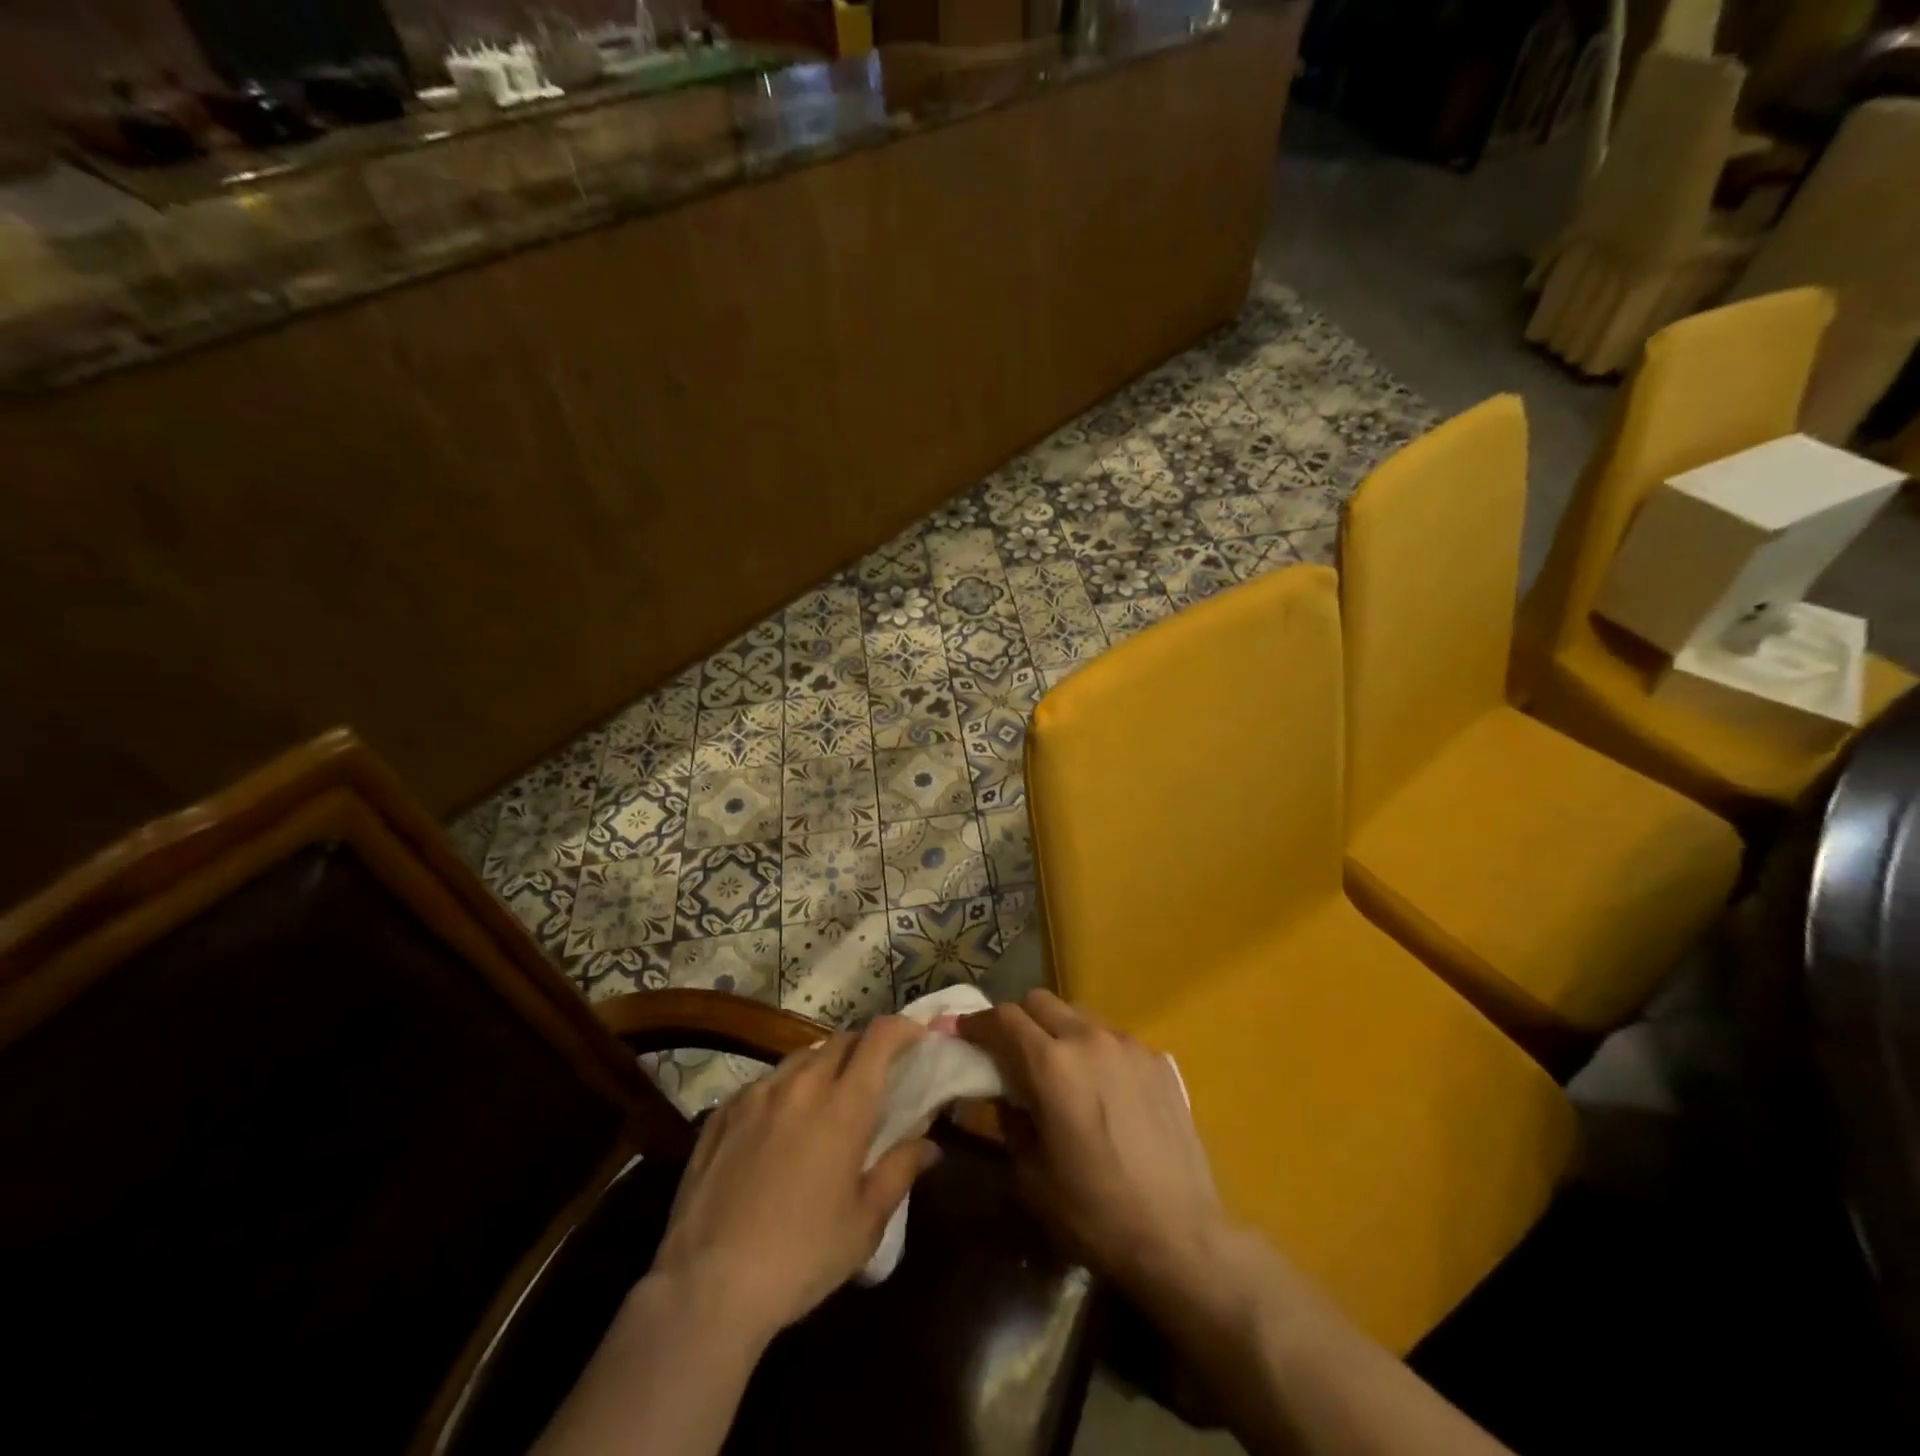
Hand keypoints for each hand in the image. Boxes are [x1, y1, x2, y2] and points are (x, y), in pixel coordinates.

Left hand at [649, 1016, 941, 1343]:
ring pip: (800, 1058)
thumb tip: (930, 1144)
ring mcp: (757, 1094)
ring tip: (825, 1102)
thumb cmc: (802, 1256)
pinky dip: (783, 1091)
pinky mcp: (722, 1112)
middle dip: (864, 1048)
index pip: (879, 1037)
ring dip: (822, 1067)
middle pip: (841, 1040)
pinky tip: (778, 1127)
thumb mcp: (865, 1223)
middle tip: (874, 1078)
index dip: (902, 1027)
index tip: (915, 1037)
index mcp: (844, 1105)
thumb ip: (900, 1170)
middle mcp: (801, 1084)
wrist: (708, 1286)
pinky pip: (764, 1083)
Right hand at [960, 990, 1231, 1307]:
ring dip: (1059, 1032)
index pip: (1003, 1018)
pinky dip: (1096, 1051)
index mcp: (1051, 1065)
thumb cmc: (1095, 1213)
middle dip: (1017, 1020)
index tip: (966, 1035)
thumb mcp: (1031, 1176)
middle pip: (1040, 1001)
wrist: (1180, 1237)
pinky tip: (1105, 1091)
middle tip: (1011, 1052)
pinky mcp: (1158, 1060)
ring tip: (1062, 1071)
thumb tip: (1006, 1095)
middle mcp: (1089, 1039)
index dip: (977, 1023)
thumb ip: (1011, 1122)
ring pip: (1079, 1015)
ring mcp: (1129, 1045)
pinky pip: (1114, 1039)